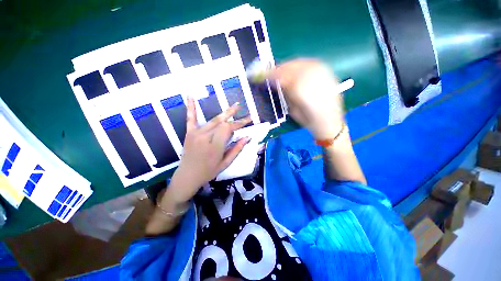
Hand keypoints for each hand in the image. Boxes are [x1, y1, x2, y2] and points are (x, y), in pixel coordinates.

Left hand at [168, 97, 251, 203]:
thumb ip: (236, 149)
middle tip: (242, 107)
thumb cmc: (209, 172)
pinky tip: (190, 97)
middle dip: (233, 116)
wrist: (187, 176)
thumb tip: (247, 138)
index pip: (229, 129)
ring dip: (224, 113)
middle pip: (222, 123)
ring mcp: (195, 134)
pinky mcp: (189, 133)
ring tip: (234, 105)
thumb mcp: (225, 163)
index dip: (239, 123)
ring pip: (213, 120)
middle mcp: (205, 137)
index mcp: (215, 146)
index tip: (248, 119)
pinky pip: (191, 119)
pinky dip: (191, 108)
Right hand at [270, 59, 343, 139]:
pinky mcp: (327, 72)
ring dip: (288, 66)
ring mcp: (321, 72)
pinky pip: (310, 63)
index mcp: (300, 90)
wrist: (330, 122)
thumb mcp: (292, 109)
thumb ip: (286, 94)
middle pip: (290, 67)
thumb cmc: (309, 120)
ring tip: (282, 71)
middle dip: (278, 69)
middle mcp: (311, 78)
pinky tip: (296, 70)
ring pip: (300, 62)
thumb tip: (276, 83)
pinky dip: (299, 65)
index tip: (261, 75)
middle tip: (270, 73)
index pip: (280, 77)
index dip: (269, 74)